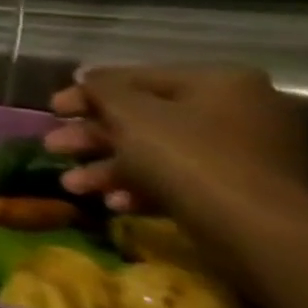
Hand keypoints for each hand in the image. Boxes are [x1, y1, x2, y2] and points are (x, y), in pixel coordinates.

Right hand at [44, 65, 307, 217]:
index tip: (52, 109)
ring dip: (108, 167)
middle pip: (146, 118)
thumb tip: (86, 77)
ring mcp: (245, 155)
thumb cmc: (187, 158)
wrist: (255, 231)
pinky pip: (180, 179)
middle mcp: (239, 111)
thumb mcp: (129, 113)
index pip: (138, 78)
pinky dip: (142, 187)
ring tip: (71, 184)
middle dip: (93, 136)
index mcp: (220, 82)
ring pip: (157, 152)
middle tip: (54, 146)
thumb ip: (101, 89)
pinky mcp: (241, 192)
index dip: (88, 92)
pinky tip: (114, 203)